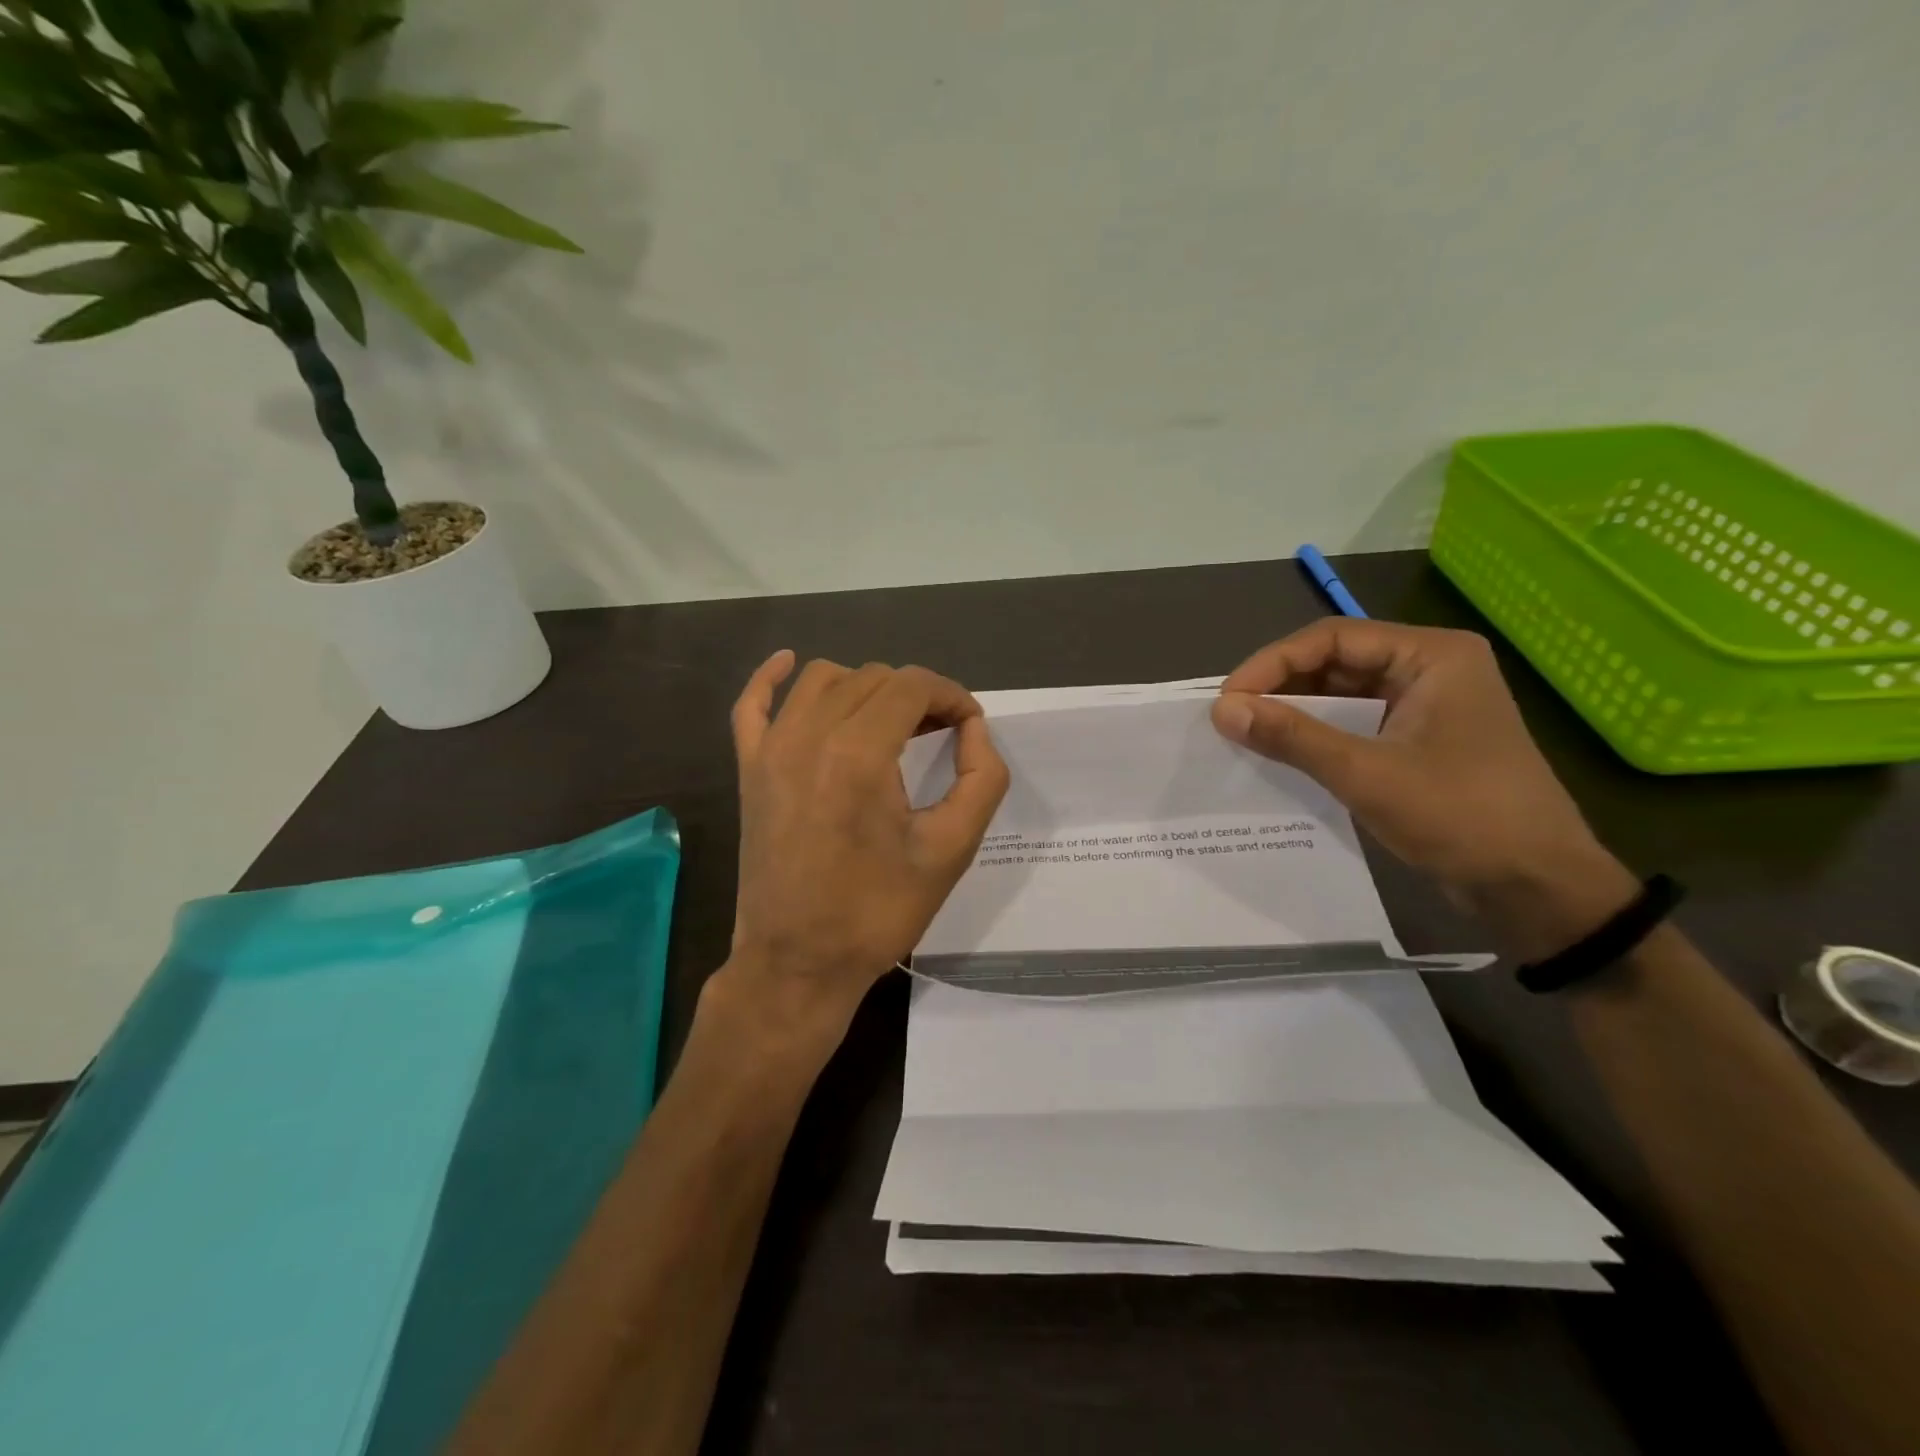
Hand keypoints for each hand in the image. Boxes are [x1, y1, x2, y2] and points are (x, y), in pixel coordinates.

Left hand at [714, 650, 1009, 1048]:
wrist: (797, 962)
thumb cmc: (877, 911)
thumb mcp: (951, 850)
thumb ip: (981, 779)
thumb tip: (974, 729)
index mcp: (859, 753)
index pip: (912, 686)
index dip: (951, 695)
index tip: (969, 724)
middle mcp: (808, 735)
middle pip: (872, 678)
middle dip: (915, 695)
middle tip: (941, 733)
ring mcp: (770, 749)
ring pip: (822, 679)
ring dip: (864, 687)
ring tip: (890, 723)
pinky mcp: (749, 769)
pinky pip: (752, 703)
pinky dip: (771, 677)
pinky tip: (789, 664)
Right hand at [1211, 619, 1638, 957]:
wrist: (1537, 889)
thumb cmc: (1462, 817)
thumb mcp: (1366, 774)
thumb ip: (1291, 736)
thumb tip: (1221, 710)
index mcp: (1432, 656)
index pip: (1332, 638)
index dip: (1272, 663)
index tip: (1227, 700)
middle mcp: (1429, 669)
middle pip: (1335, 661)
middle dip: (1280, 686)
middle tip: (1231, 718)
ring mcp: (1425, 706)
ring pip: (1341, 694)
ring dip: (1294, 712)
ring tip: (1246, 734)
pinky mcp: (1418, 741)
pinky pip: (1354, 724)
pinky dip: (1317, 736)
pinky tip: (1282, 754)